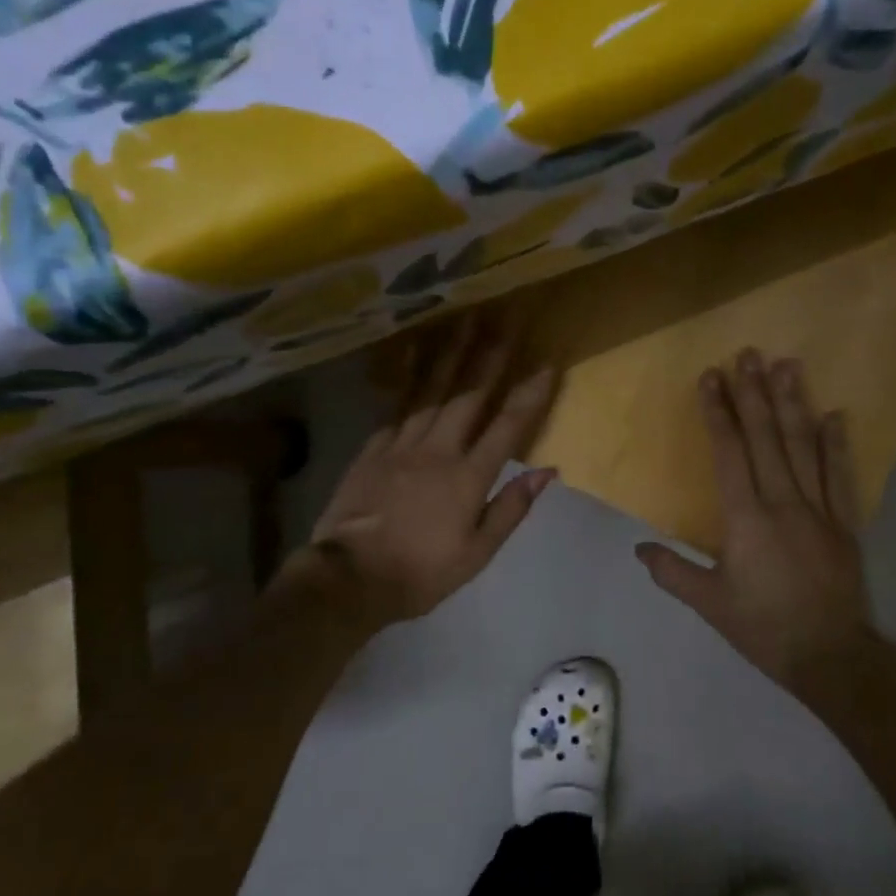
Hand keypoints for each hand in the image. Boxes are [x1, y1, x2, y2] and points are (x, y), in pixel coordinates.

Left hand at [272, 319, 557, 633]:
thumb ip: (511, 509)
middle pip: (469, 394)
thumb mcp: (476, 554)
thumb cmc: (420, 572)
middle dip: (490, 355)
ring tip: (465, 320)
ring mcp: (402, 444)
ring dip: (451, 353)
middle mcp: (438, 449)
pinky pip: (397, 404)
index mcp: (468, 477)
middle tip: (505, 318)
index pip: (508, 426)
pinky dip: (409, 376)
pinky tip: (414, 352)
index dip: (530, 394)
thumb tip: (547, 471)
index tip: (547, 363)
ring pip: (431, 389)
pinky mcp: (374, 446)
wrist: (349, 577)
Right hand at [635, 349, 873, 692]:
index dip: (718, 412)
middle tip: (747, 354)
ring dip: (794, 404)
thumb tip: (640, 547)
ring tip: (787, 365)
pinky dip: (836, 444)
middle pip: (766, 437)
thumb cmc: (763, 627)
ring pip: (803, 446)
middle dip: (753, 393)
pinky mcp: (844, 523)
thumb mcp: (709, 603)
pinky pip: (839, 476)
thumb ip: (673, 571)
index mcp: (745, 518)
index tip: (711, 378)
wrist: (831, 655)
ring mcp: (818, 509)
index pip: (729, 452)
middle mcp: (782, 502)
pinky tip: (835, 414)